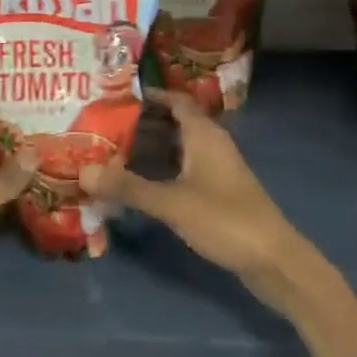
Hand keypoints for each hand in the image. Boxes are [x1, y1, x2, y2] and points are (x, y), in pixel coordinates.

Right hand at [79, 87, 307, 309]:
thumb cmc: (225, 219)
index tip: (116, 96)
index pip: (175, 100)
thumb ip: (128, 187)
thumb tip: (83, 171)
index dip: (149, 95)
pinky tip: (138, 185)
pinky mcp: (218, 194)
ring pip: (177, 149)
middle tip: (103, 126)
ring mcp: (216, 170)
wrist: (274, 261)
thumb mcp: (171, 202)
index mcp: (203, 134)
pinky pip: (183, 170)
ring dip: (149, 149)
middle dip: (141, 124)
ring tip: (111, 152)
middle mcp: (211, 144)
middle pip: (173, 123)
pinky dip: (160, 171)